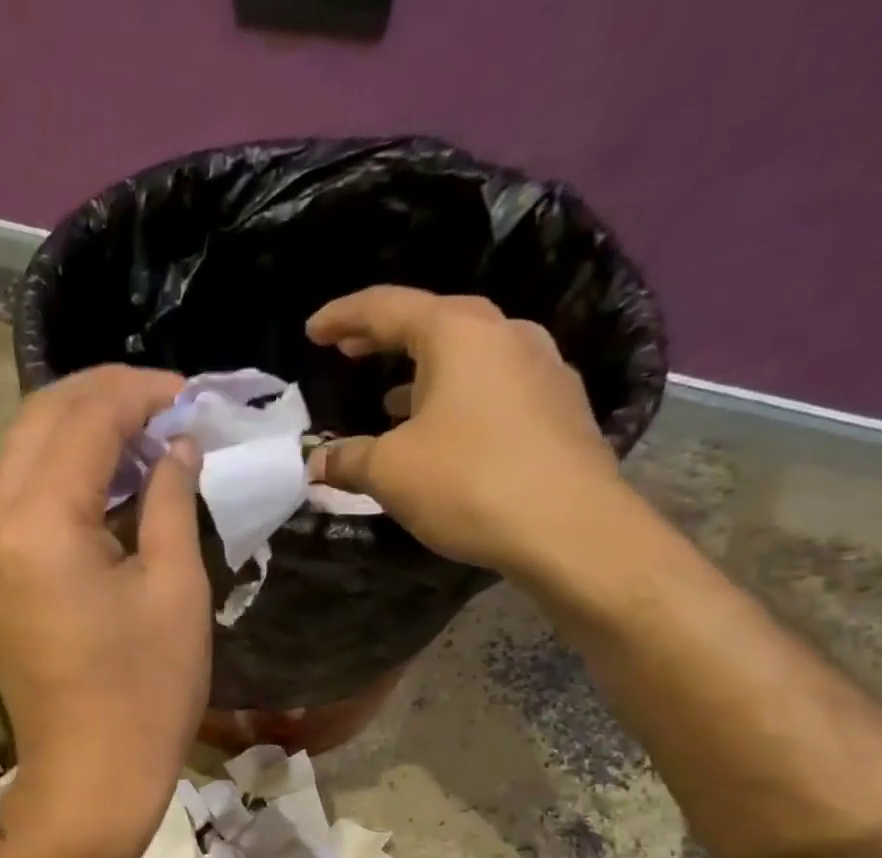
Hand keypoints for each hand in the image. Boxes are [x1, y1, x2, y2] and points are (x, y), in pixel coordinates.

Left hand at [0, 366, 209, 857]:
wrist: (90, 777)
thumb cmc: (146, 691)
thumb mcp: (174, 587)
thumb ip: (170, 498)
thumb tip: (178, 446)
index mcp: (37, 524)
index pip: (84, 418)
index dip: (141, 394)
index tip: (191, 395)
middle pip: (39, 421)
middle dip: (104, 398)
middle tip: (167, 406)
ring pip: (21, 454)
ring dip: (80, 433)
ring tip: (145, 438)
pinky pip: (16, 498)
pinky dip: (59, 474)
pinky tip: (106, 482)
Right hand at [306, 288, 633, 575]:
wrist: (569, 526)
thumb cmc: (467, 482)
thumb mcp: (389, 472)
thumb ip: (348, 459)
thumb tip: (317, 462)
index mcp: (458, 332)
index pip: (386, 307)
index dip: (342, 317)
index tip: (312, 330)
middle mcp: (505, 334)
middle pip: (433, 324)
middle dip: (384, 339)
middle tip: (349, 352)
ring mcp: (542, 368)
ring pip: (468, 358)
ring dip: (424, 374)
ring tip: (391, 401)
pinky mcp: (560, 407)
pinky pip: (494, 389)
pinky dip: (458, 400)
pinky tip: (444, 433)